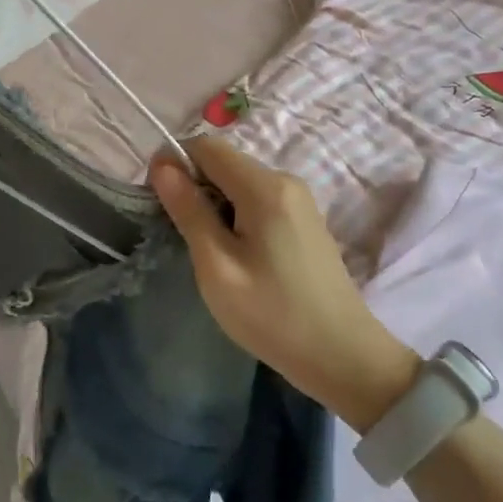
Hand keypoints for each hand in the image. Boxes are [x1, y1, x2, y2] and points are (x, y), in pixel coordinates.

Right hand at [150, 137, 419, 431]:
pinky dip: (237, 214)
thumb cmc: (272, 314)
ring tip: (210, 251)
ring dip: (215, 203)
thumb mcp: (217, 267)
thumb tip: (162, 164)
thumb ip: (189, 210)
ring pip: (240, 181)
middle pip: (224, 162)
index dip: (175, 164)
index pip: (206, 146)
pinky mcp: (304, 218)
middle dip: (195, 186)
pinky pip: (258, 198)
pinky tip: (237, 254)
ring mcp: (299, 198)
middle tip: (183, 235)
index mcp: (264, 186)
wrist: (342, 355)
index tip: (160, 202)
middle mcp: (285, 180)